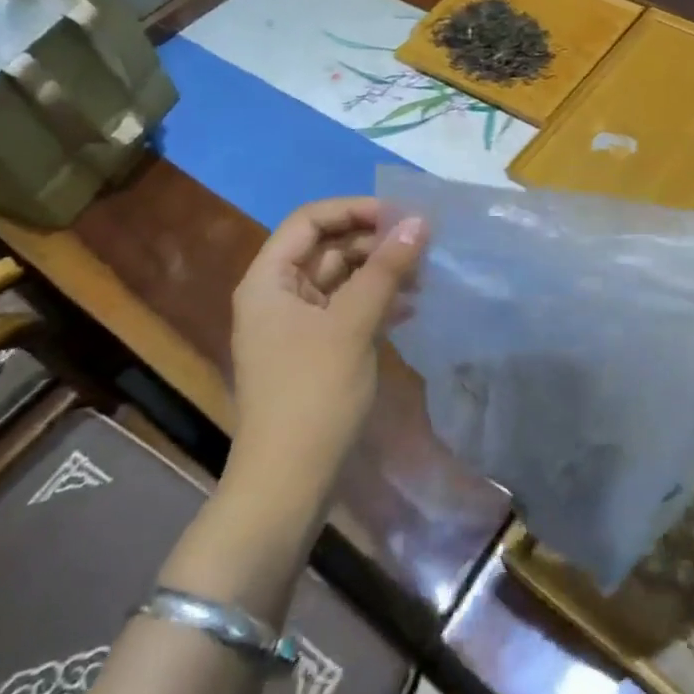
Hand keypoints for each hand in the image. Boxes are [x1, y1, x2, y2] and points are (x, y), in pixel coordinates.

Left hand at [229, 198, 426, 489]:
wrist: (289, 484)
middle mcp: (278, 295)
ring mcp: (296, 325)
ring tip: (424, 275)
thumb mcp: (353, 324)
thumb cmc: (313, 393)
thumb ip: (386, 269)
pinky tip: (411, 308)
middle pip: (327, 247)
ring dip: (380, 272)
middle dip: (374, 241)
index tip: (402, 215)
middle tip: (422, 244)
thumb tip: (419, 221)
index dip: (355, 210)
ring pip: (341, 278)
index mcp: (269, 280)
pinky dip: (376, 302)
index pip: (310, 220)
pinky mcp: (315, 351)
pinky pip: (347, 309)